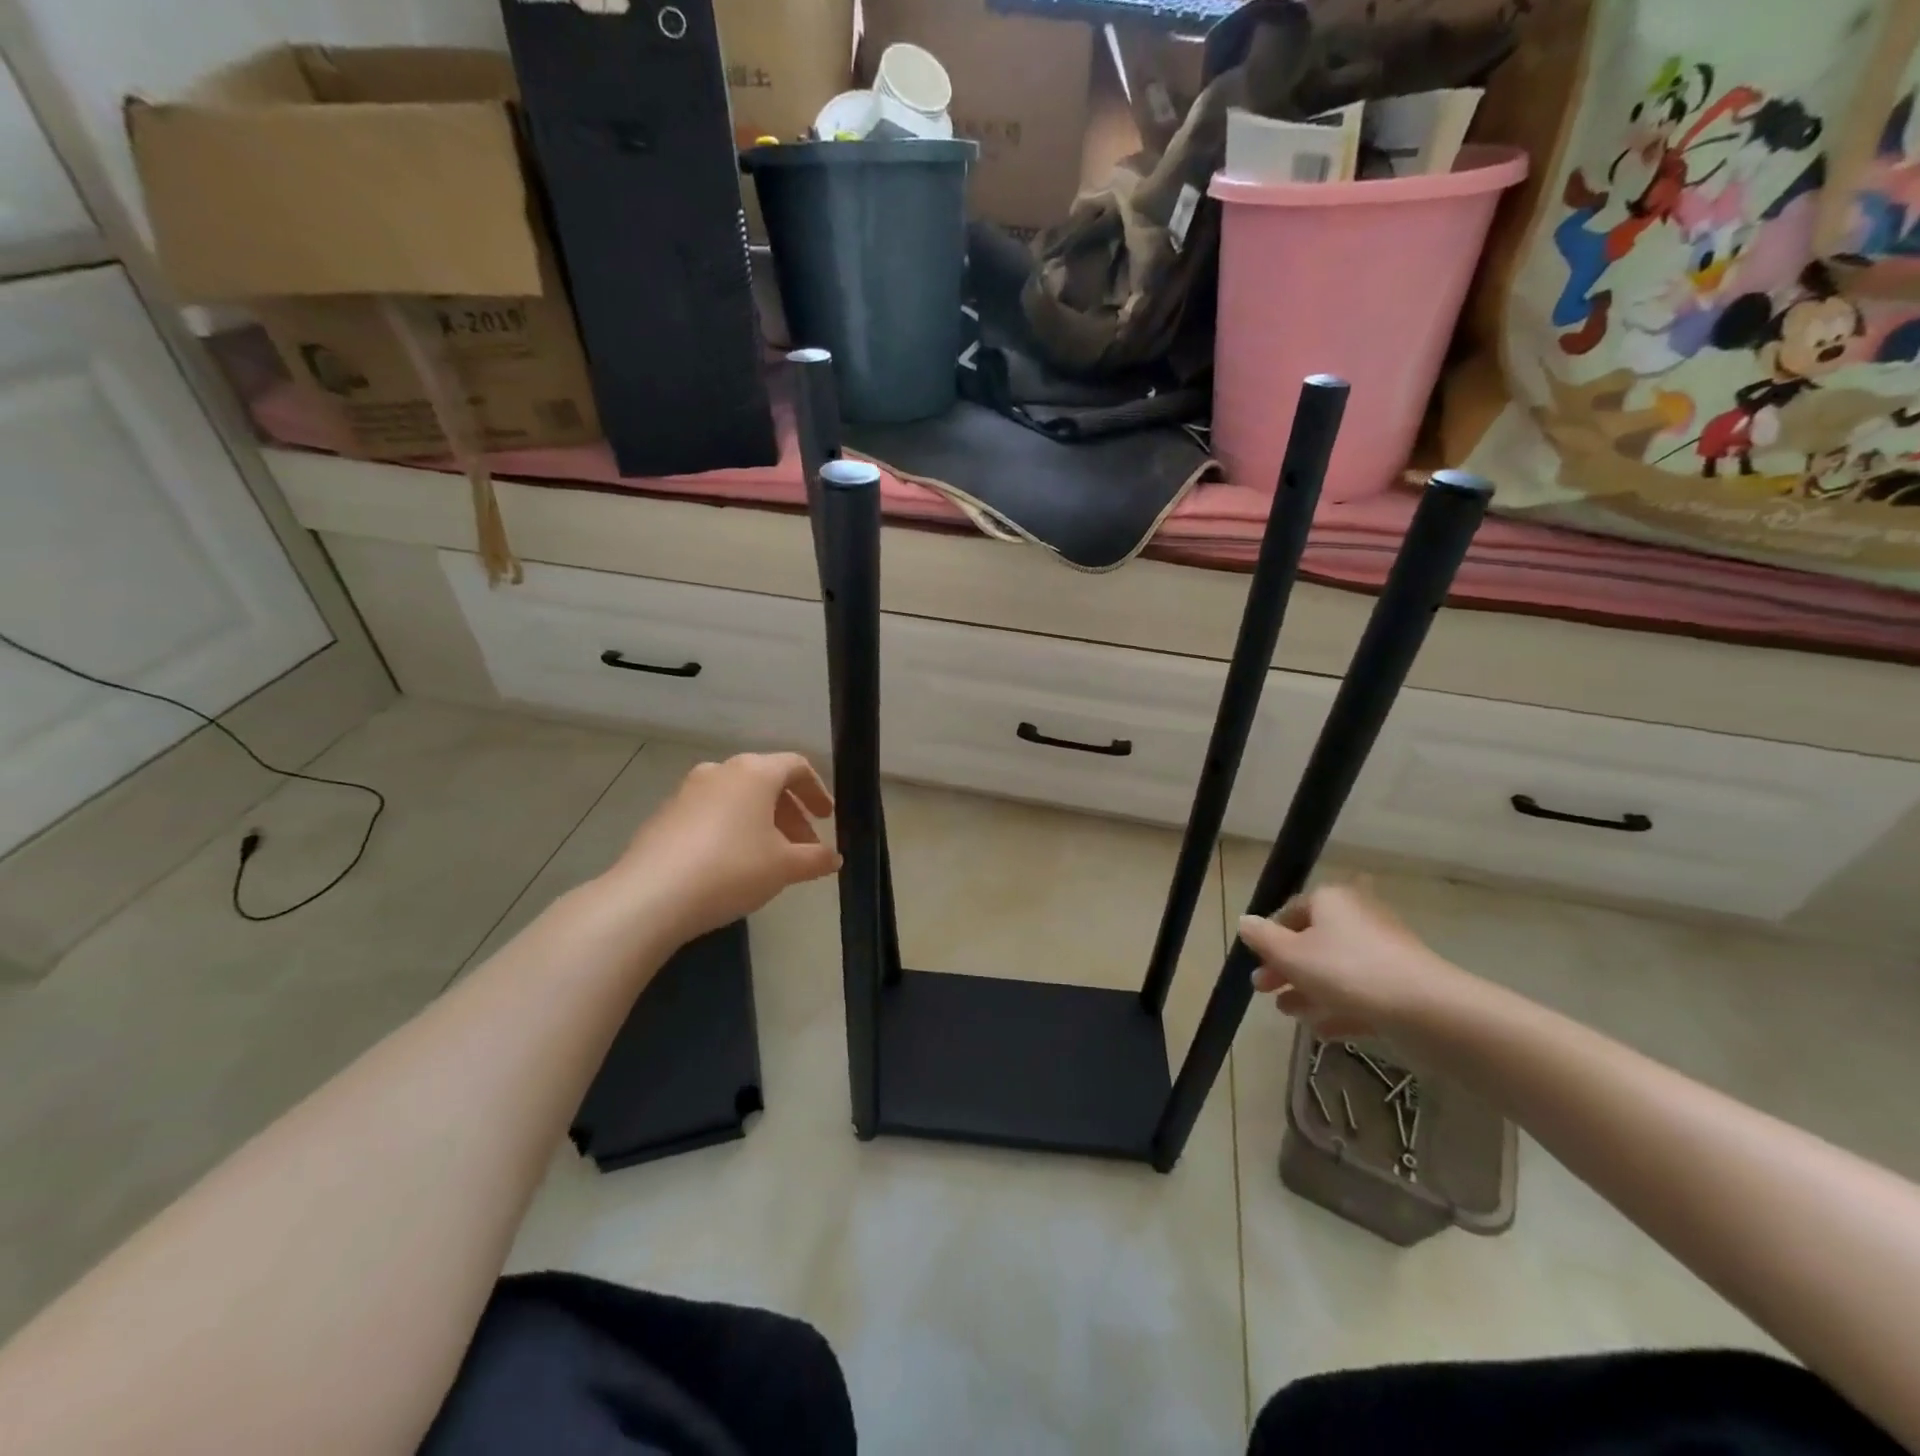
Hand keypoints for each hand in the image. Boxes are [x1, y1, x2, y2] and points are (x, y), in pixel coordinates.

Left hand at [609, 753, 839, 942]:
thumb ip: (815, 859)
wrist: (651, 896)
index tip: (826, 819)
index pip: (796, 766)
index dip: (817, 791)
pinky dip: (730, 831)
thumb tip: (834, 858)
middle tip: (803, 848)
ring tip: (769, 861)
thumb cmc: (732, 869)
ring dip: (760, 824)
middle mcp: (720, 771)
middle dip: (790, 815)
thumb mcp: (784, 867)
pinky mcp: (664, 816)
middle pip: (766, 783)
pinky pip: (710, 815)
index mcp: (754, 772)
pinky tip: (731, 867)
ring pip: (737, 800)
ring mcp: (687, 791)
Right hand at [1240, 881, 1468, 1037]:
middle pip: (1313, 941)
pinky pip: (1361, 992)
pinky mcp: (1402, 984)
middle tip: (1264, 990)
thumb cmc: (1347, 971)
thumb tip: (1245, 921)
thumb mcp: (1290, 954)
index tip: (1256, 962)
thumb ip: (1262, 938)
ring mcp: (1384, 951)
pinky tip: (1321, 1030)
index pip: (1291, 911)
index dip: (1269, 936)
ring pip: (1336, 969)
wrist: (1428, 1010)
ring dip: (1309, 990)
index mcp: (1331, 900)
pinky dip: (1339, 1007)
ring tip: (1288, 1013)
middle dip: (1286, 968)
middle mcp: (1358, 917)